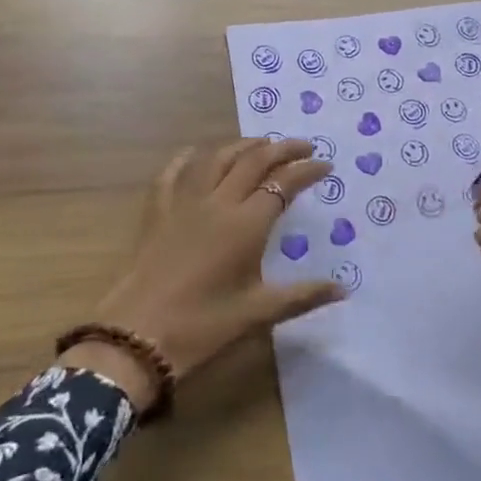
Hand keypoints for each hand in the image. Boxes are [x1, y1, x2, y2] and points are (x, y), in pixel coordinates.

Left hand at [70, 139, 344, 410]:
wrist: (137, 337)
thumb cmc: (203, 326)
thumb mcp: (258, 313)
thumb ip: (303, 296)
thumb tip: (343, 290)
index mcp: (246, 224)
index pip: (283, 185)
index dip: (307, 171)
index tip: (326, 164)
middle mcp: (218, 202)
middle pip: (253, 161)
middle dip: (282, 149)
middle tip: (302, 145)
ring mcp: (184, 203)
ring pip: (216, 159)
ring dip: (242, 146)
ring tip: (260, 143)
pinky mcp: (157, 212)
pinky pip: (172, 174)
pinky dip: (187, 159)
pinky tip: (194, 153)